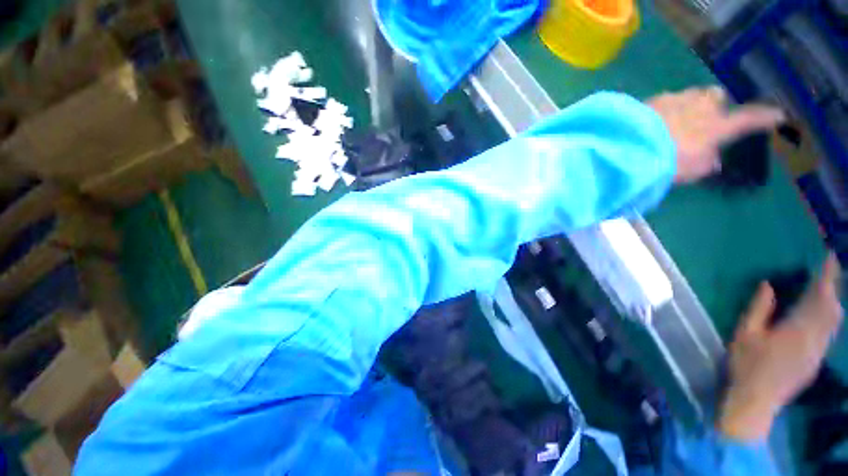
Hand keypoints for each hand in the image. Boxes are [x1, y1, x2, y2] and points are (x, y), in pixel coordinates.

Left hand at [647, 87, 785, 182]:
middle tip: (705, 120)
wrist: (630, 146)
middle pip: (716, 97)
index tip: (778, 114)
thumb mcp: (693, 170)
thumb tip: (710, 158)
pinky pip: (666, 101)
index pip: (749, 117)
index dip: (765, 116)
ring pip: (691, 96)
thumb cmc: (667, 162)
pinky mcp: (651, 100)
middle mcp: (701, 105)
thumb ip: (706, 162)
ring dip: (689, 106)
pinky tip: (655, 122)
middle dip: (715, 105)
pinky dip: (665, 110)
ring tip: (676, 122)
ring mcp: (675, 99)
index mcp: (718, 124)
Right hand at [719, 254, 842, 440]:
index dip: (825, 277)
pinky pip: (830, 332)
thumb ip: (758, 309)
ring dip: (834, 301)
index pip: (818, 297)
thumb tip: (768, 285)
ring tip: (829, 288)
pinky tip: (824, 315)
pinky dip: (830, 317)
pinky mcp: (817, 360)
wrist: (757, 401)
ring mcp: (818, 351)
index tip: (829, 258)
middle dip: (833, 288)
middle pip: (833, 309)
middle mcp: (815, 338)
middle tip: (830, 269)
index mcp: (797, 329)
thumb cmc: (746, 365)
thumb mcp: (744, 335)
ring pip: (834, 321)